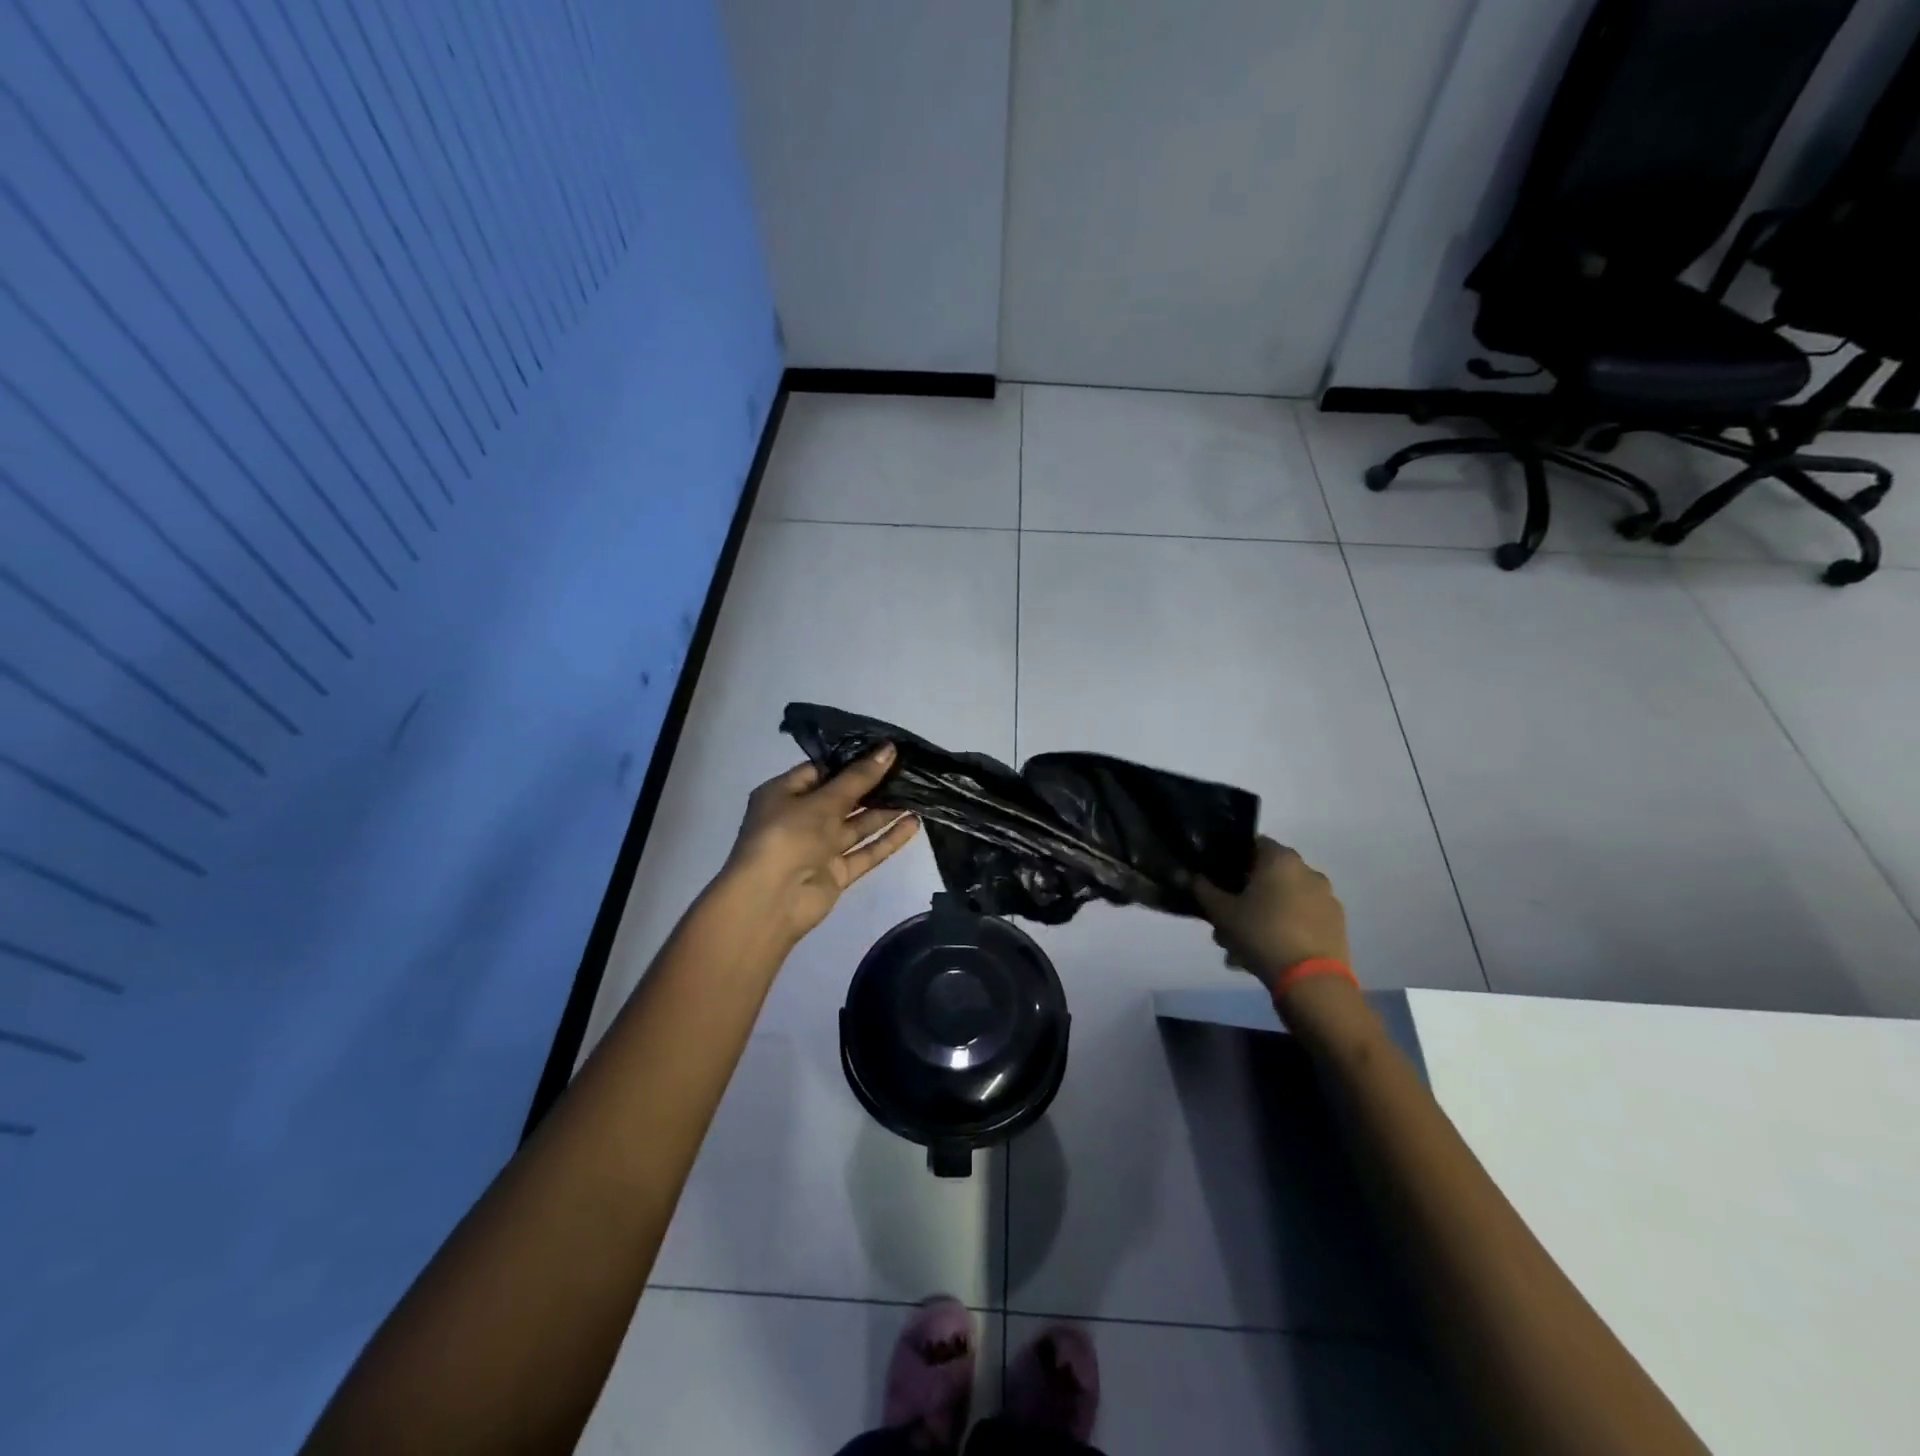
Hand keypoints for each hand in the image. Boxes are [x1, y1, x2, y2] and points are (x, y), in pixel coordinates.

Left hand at [721, 745, 920, 947]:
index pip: (820, 771)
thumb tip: (889, 749)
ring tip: (918, 793)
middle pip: (842, 798)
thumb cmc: (788, 835)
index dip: (851, 761)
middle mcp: (800, 819)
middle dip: (873, 786)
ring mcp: (819, 848)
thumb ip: (859, 778)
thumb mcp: (823, 800)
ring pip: (856, 826)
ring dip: (884, 812)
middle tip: (908, 769)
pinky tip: (914, 824)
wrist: (770, 899)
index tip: (884, 751)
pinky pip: (864, 852)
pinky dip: (887, 840)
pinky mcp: (835, 873)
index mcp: (783, 794)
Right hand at [1193, 837, 1350, 992]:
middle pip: (1268, 876)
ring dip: (1262, 917)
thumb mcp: (1222, 912)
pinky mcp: (1336, 925)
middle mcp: (1308, 871)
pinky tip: (1266, 955)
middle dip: (1244, 896)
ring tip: (1241, 949)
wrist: (1312, 981)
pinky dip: (1284, 930)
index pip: (1253, 844)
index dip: (1232, 860)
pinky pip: (1301, 919)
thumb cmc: (1262, 934)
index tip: (1218, 882)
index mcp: (1281, 859)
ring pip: (1283, 901)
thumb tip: (1186, 874)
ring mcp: (1326, 898)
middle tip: (1225, 922)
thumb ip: (1202, 889)